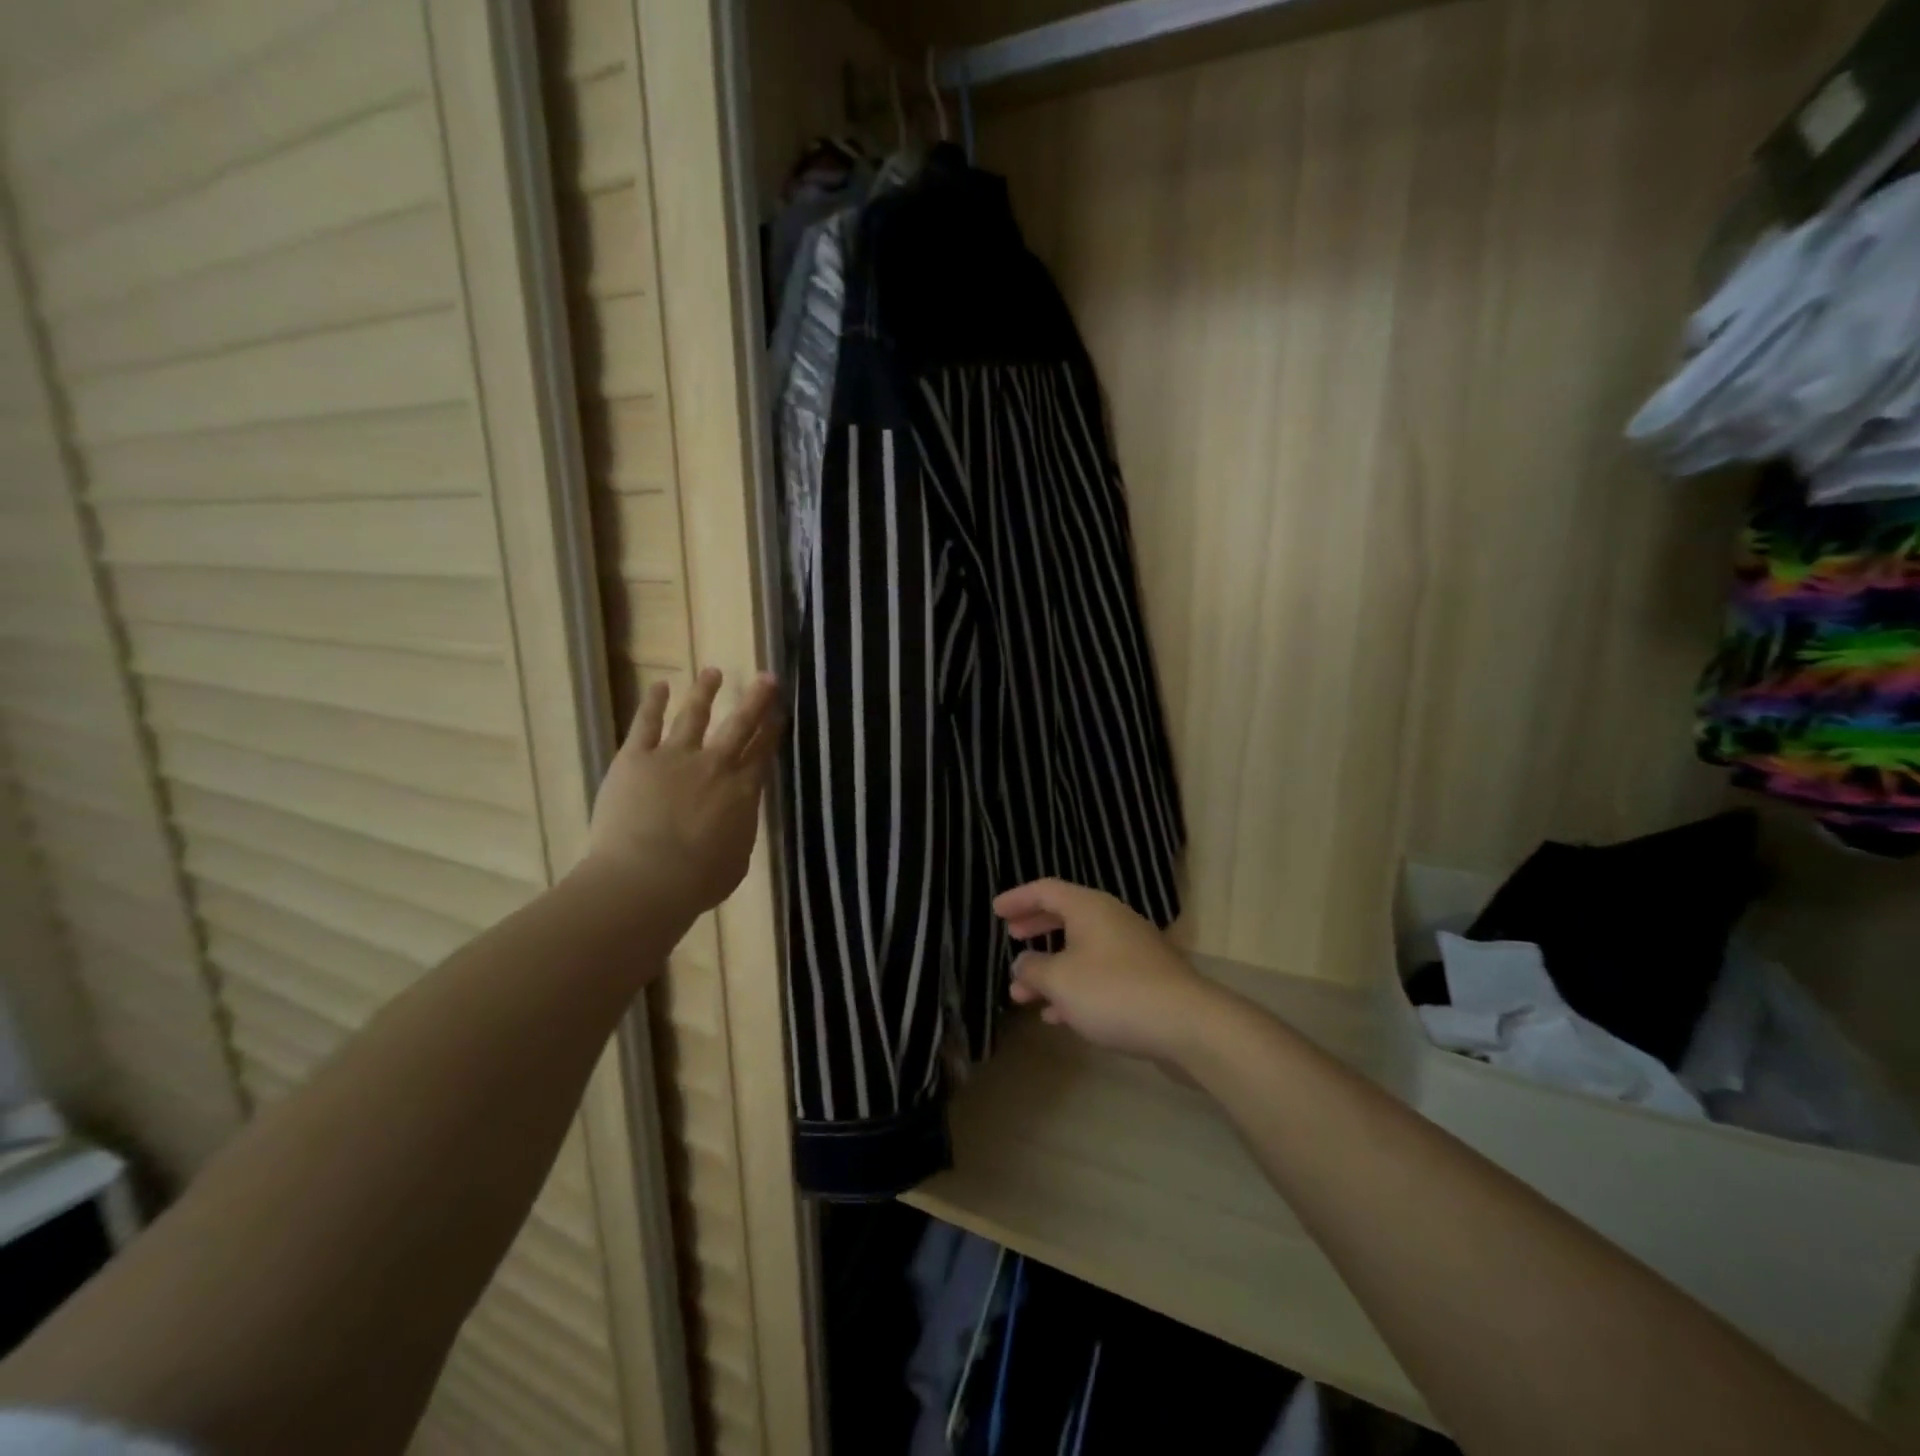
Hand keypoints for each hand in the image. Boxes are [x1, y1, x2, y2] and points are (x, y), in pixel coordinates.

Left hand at [586, 668, 781, 918]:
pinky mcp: (636, 758)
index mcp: (742, 791)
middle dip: (756, 699)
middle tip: (767, 677)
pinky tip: (660, 686)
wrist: (647, 879)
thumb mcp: (737, 858)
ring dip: (705, 692)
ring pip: (694, 715)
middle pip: (739, 724)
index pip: (762, 752)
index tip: (780, 710)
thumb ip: (739, 829)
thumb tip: (737, 817)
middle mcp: (714, 765)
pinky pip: (646, 724)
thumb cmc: (699, 881)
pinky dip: (653, 703)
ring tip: (712, 672)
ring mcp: (674, 757)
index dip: (773, 729)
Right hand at [994, 879, 1220, 1065]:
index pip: (1046, 890)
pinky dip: (1075, 988)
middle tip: (1012, 937)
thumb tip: (1022, 963)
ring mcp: (1131, 950)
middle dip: (1035, 928)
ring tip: (1023, 994)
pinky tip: (1059, 1016)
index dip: (1018, 898)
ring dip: (1051, 969)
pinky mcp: (1145, 980)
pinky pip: (1099, 975)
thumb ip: (1033, 969)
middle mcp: (1111, 920)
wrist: (1187, 1024)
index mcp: (1089, 908)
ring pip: (1081, 951)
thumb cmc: (1113, 991)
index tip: (996, 911)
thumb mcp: (1060, 980)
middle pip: (1065, 916)